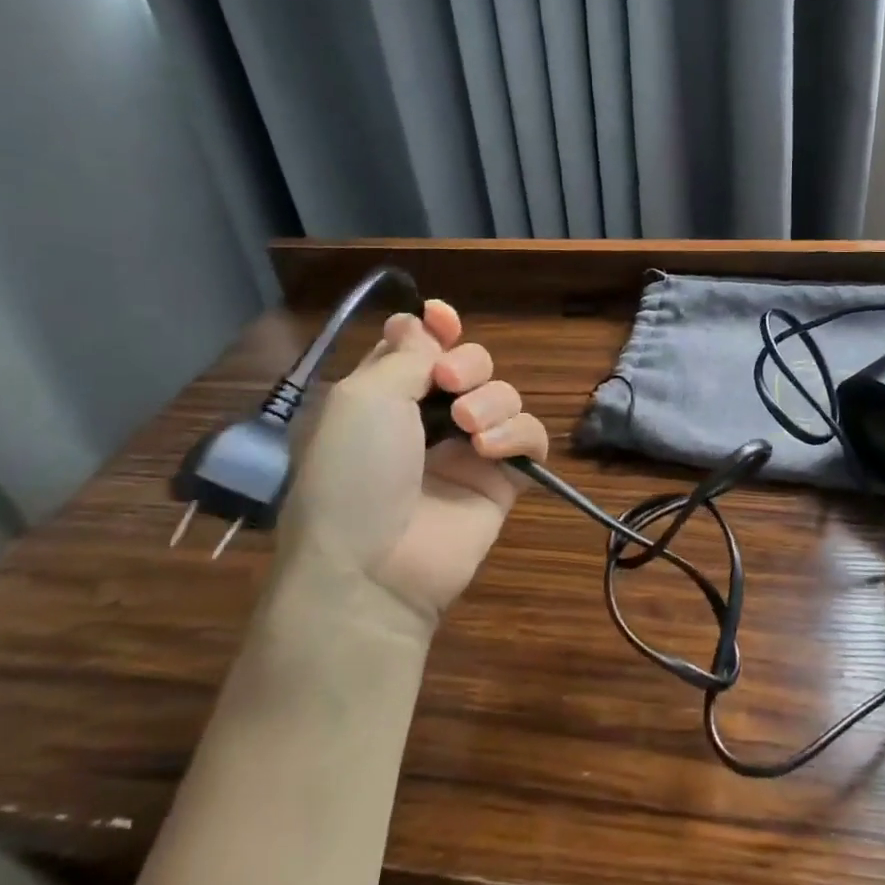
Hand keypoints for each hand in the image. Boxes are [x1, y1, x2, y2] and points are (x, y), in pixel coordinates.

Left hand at [278, 301, 548, 636]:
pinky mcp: (503, 480)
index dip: (436, 327)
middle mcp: (427, 418)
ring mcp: (468, 450)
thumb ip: (406, 354)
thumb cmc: (353, 473)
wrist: (373, 567)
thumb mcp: (364, 397)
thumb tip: (422, 324)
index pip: (421, 346)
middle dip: (467, 363)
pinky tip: (491, 450)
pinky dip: (518, 434)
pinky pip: (531, 437)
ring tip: (469, 429)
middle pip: (471, 364)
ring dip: (492, 401)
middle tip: (449, 383)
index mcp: (385, 395)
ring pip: (504, 395)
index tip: (442, 318)